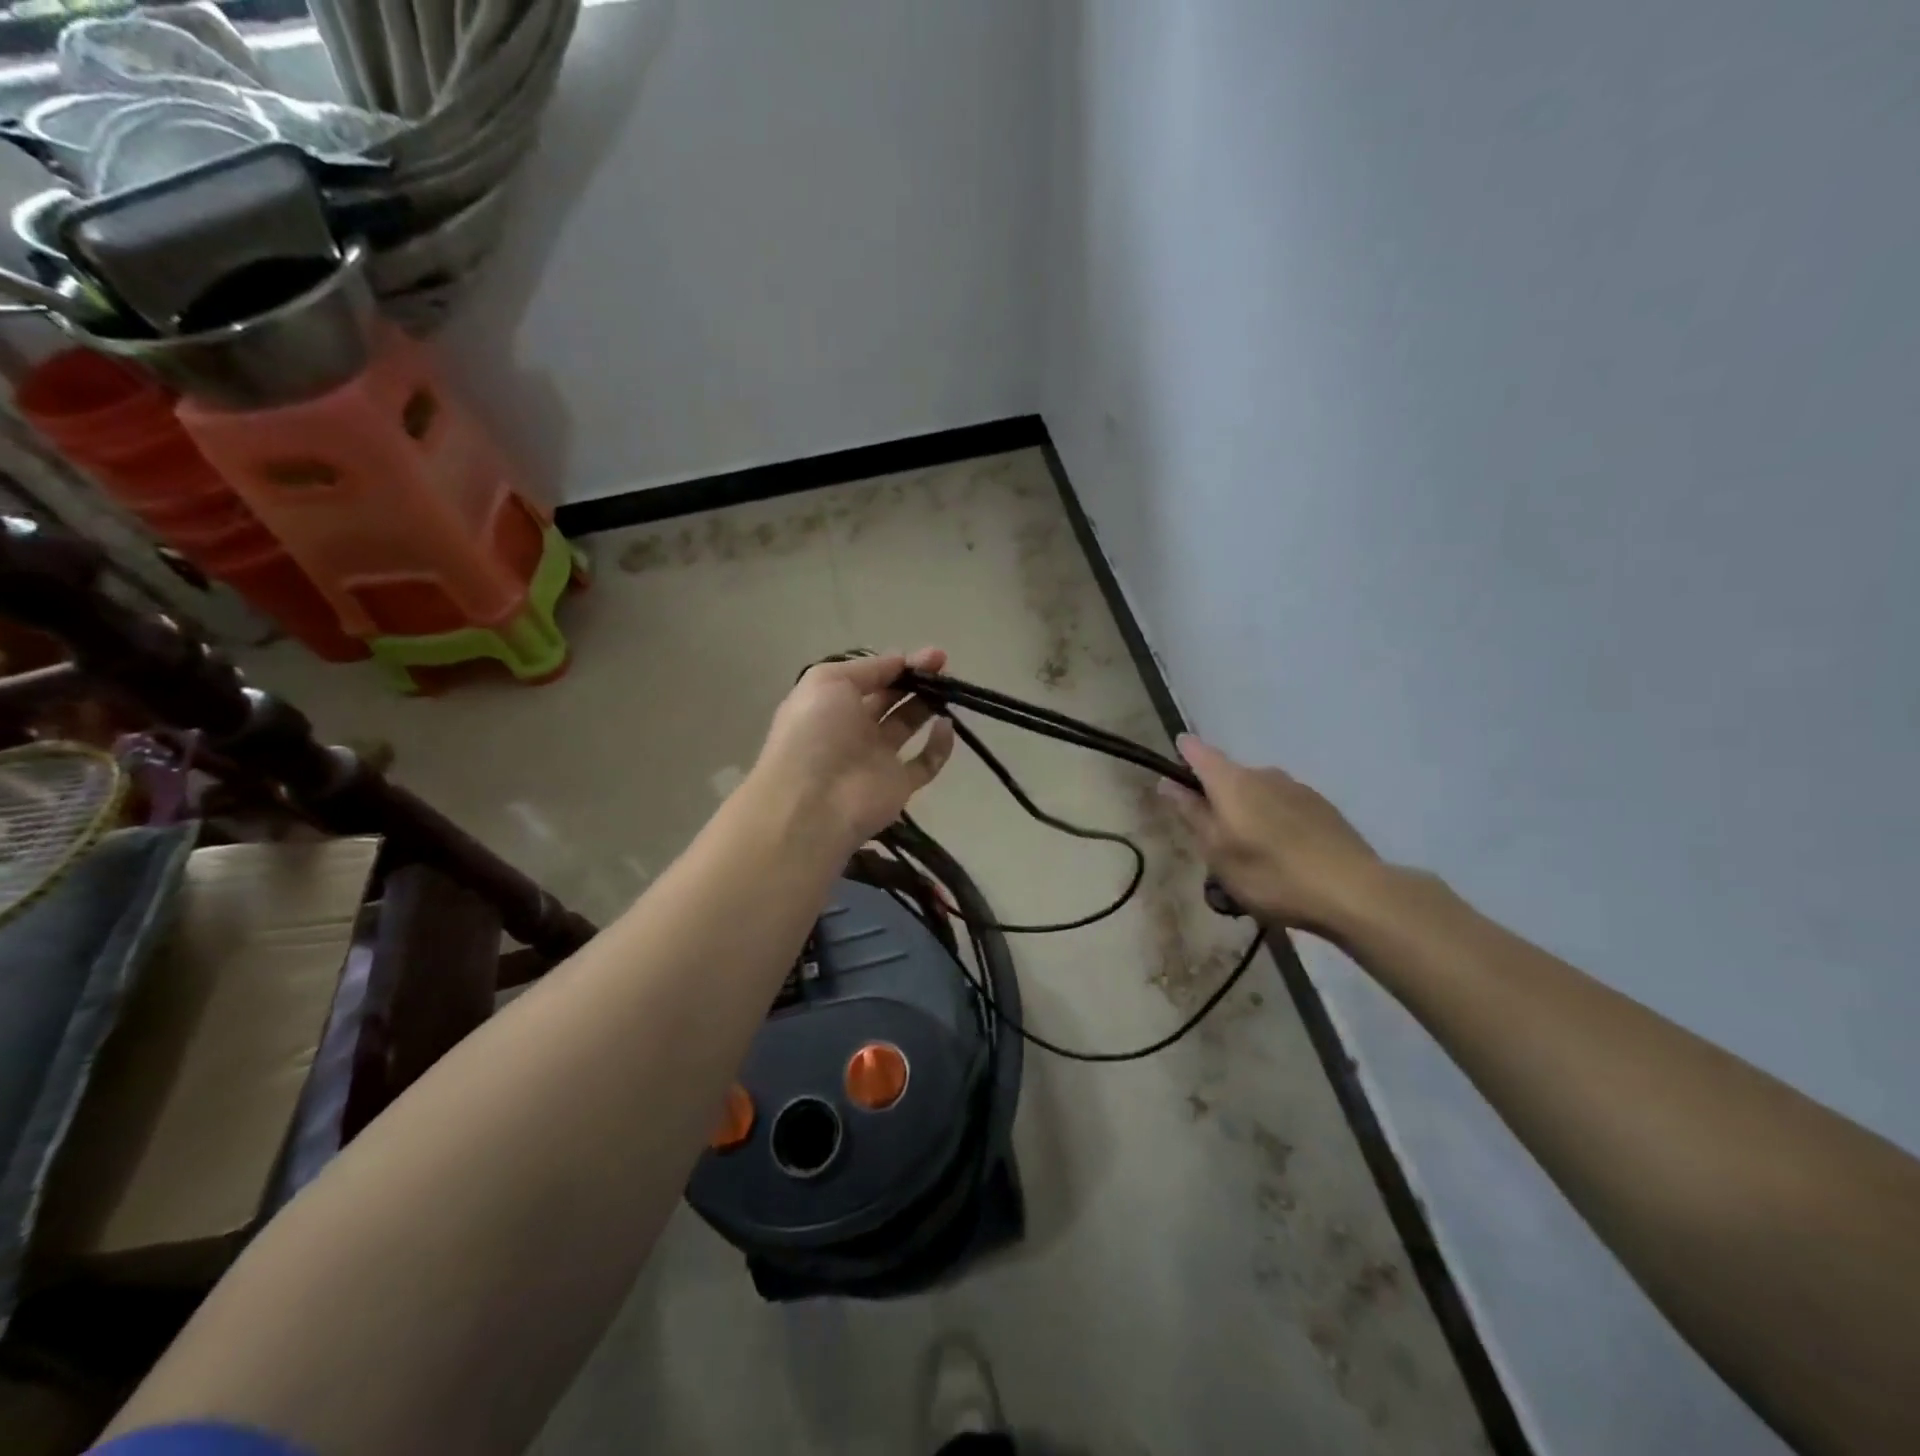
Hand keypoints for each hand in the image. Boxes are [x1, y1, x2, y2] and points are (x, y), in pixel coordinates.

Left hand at [751, 648, 955, 849]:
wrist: (813, 803)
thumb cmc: (815, 733)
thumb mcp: (828, 681)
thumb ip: (868, 668)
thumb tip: (901, 661)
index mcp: (832, 702)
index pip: (869, 678)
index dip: (898, 664)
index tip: (930, 656)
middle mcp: (853, 727)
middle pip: (890, 698)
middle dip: (916, 679)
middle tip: (944, 666)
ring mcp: (876, 758)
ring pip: (908, 725)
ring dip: (928, 705)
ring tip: (949, 689)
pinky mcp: (899, 785)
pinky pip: (925, 763)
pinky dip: (939, 746)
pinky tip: (947, 726)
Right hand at [1159, 735, 1385, 937]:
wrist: (1353, 892)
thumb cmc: (1271, 874)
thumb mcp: (1217, 852)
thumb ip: (1192, 814)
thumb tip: (1166, 783)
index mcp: (1232, 781)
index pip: (1198, 752)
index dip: (1182, 756)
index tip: (1172, 774)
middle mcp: (1264, 774)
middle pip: (1228, 776)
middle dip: (1216, 799)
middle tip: (1212, 840)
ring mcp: (1297, 789)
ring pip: (1257, 793)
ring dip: (1247, 813)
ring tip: (1250, 855)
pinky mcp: (1322, 808)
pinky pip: (1283, 807)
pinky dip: (1274, 823)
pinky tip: (1282, 857)